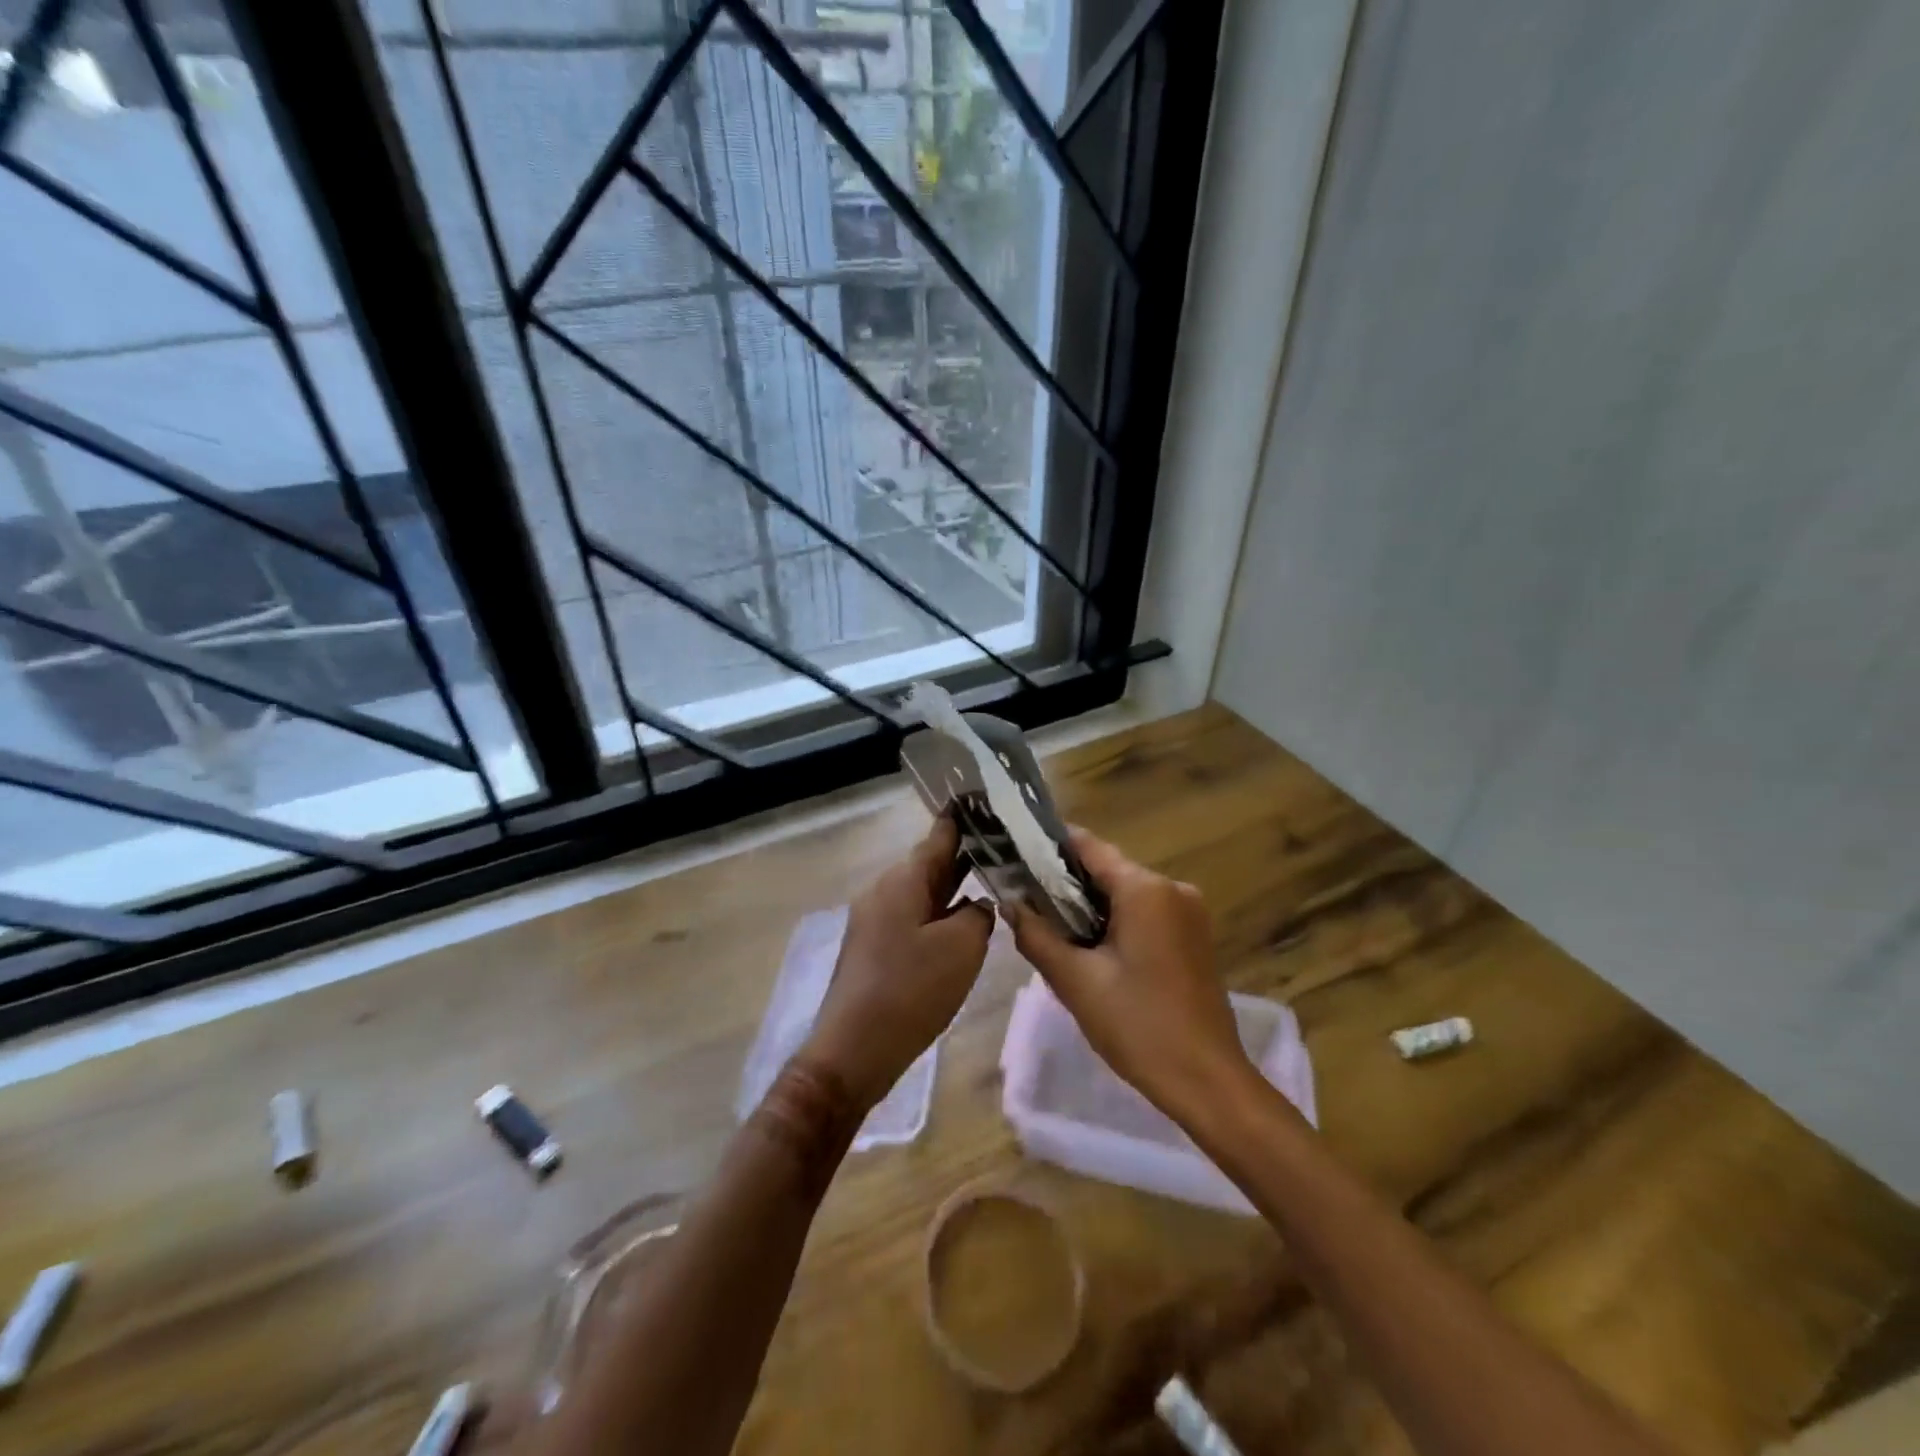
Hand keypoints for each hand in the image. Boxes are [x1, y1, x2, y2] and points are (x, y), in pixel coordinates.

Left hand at [802, 815, 993, 1107]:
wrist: (854, 1050)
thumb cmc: (911, 990)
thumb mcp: (962, 947)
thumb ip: (978, 914)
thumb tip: (975, 906)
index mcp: (903, 880)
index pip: (939, 835)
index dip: (966, 819)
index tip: (989, 803)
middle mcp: (885, 890)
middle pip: (931, 863)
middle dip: (966, 855)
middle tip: (1006, 847)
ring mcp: (876, 919)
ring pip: (923, 892)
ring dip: (954, 888)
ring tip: (993, 882)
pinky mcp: (875, 947)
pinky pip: (914, 918)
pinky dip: (940, 915)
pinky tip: (963, 926)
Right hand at [1007, 829, 1253, 1123]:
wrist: (1207, 1081)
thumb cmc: (1138, 1026)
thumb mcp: (1076, 981)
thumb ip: (1037, 935)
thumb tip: (1010, 904)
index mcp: (1145, 889)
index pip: (1088, 846)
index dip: (1049, 847)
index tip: (1016, 854)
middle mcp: (1172, 888)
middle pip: (1108, 870)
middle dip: (1066, 884)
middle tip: (1026, 902)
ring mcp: (1189, 912)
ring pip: (1126, 893)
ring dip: (1090, 906)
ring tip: (1051, 928)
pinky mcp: (1194, 936)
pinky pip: (1146, 913)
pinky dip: (1116, 922)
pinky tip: (1091, 949)